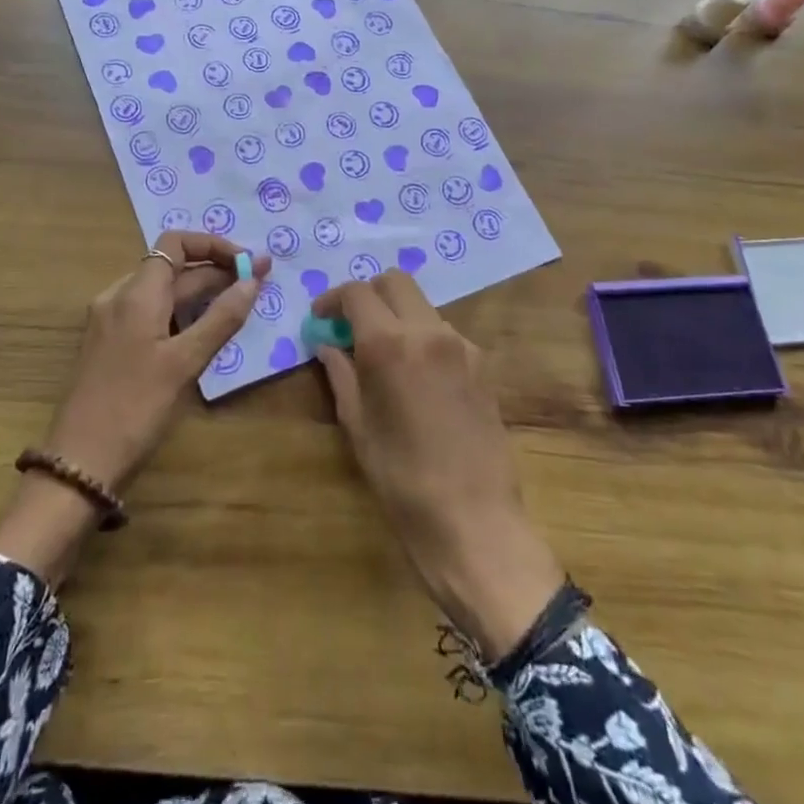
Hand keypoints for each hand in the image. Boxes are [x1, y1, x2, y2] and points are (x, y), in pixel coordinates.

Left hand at [0, 232, 267, 584]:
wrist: (79, 461)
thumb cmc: (135, 408)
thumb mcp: (185, 363)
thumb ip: (221, 318)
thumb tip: (252, 280)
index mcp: (136, 293)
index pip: (176, 244)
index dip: (215, 246)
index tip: (250, 263)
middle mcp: (119, 297)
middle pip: (172, 268)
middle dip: (216, 271)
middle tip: (261, 283)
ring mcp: (110, 321)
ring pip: (162, 293)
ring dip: (201, 293)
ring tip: (239, 304)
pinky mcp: (109, 345)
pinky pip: (150, 314)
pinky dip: (180, 313)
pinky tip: (203, 331)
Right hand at [312, 272, 563, 661]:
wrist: (475, 521)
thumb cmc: (402, 479)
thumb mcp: (358, 426)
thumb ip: (341, 374)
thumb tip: (328, 346)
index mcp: (390, 344)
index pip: (357, 292)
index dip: (332, 299)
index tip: (321, 318)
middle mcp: (429, 331)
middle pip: (395, 282)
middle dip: (368, 294)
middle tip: (350, 324)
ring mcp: (462, 345)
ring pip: (422, 305)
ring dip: (397, 315)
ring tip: (381, 353)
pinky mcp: (482, 365)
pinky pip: (443, 333)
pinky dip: (422, 337)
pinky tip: (414, 376)